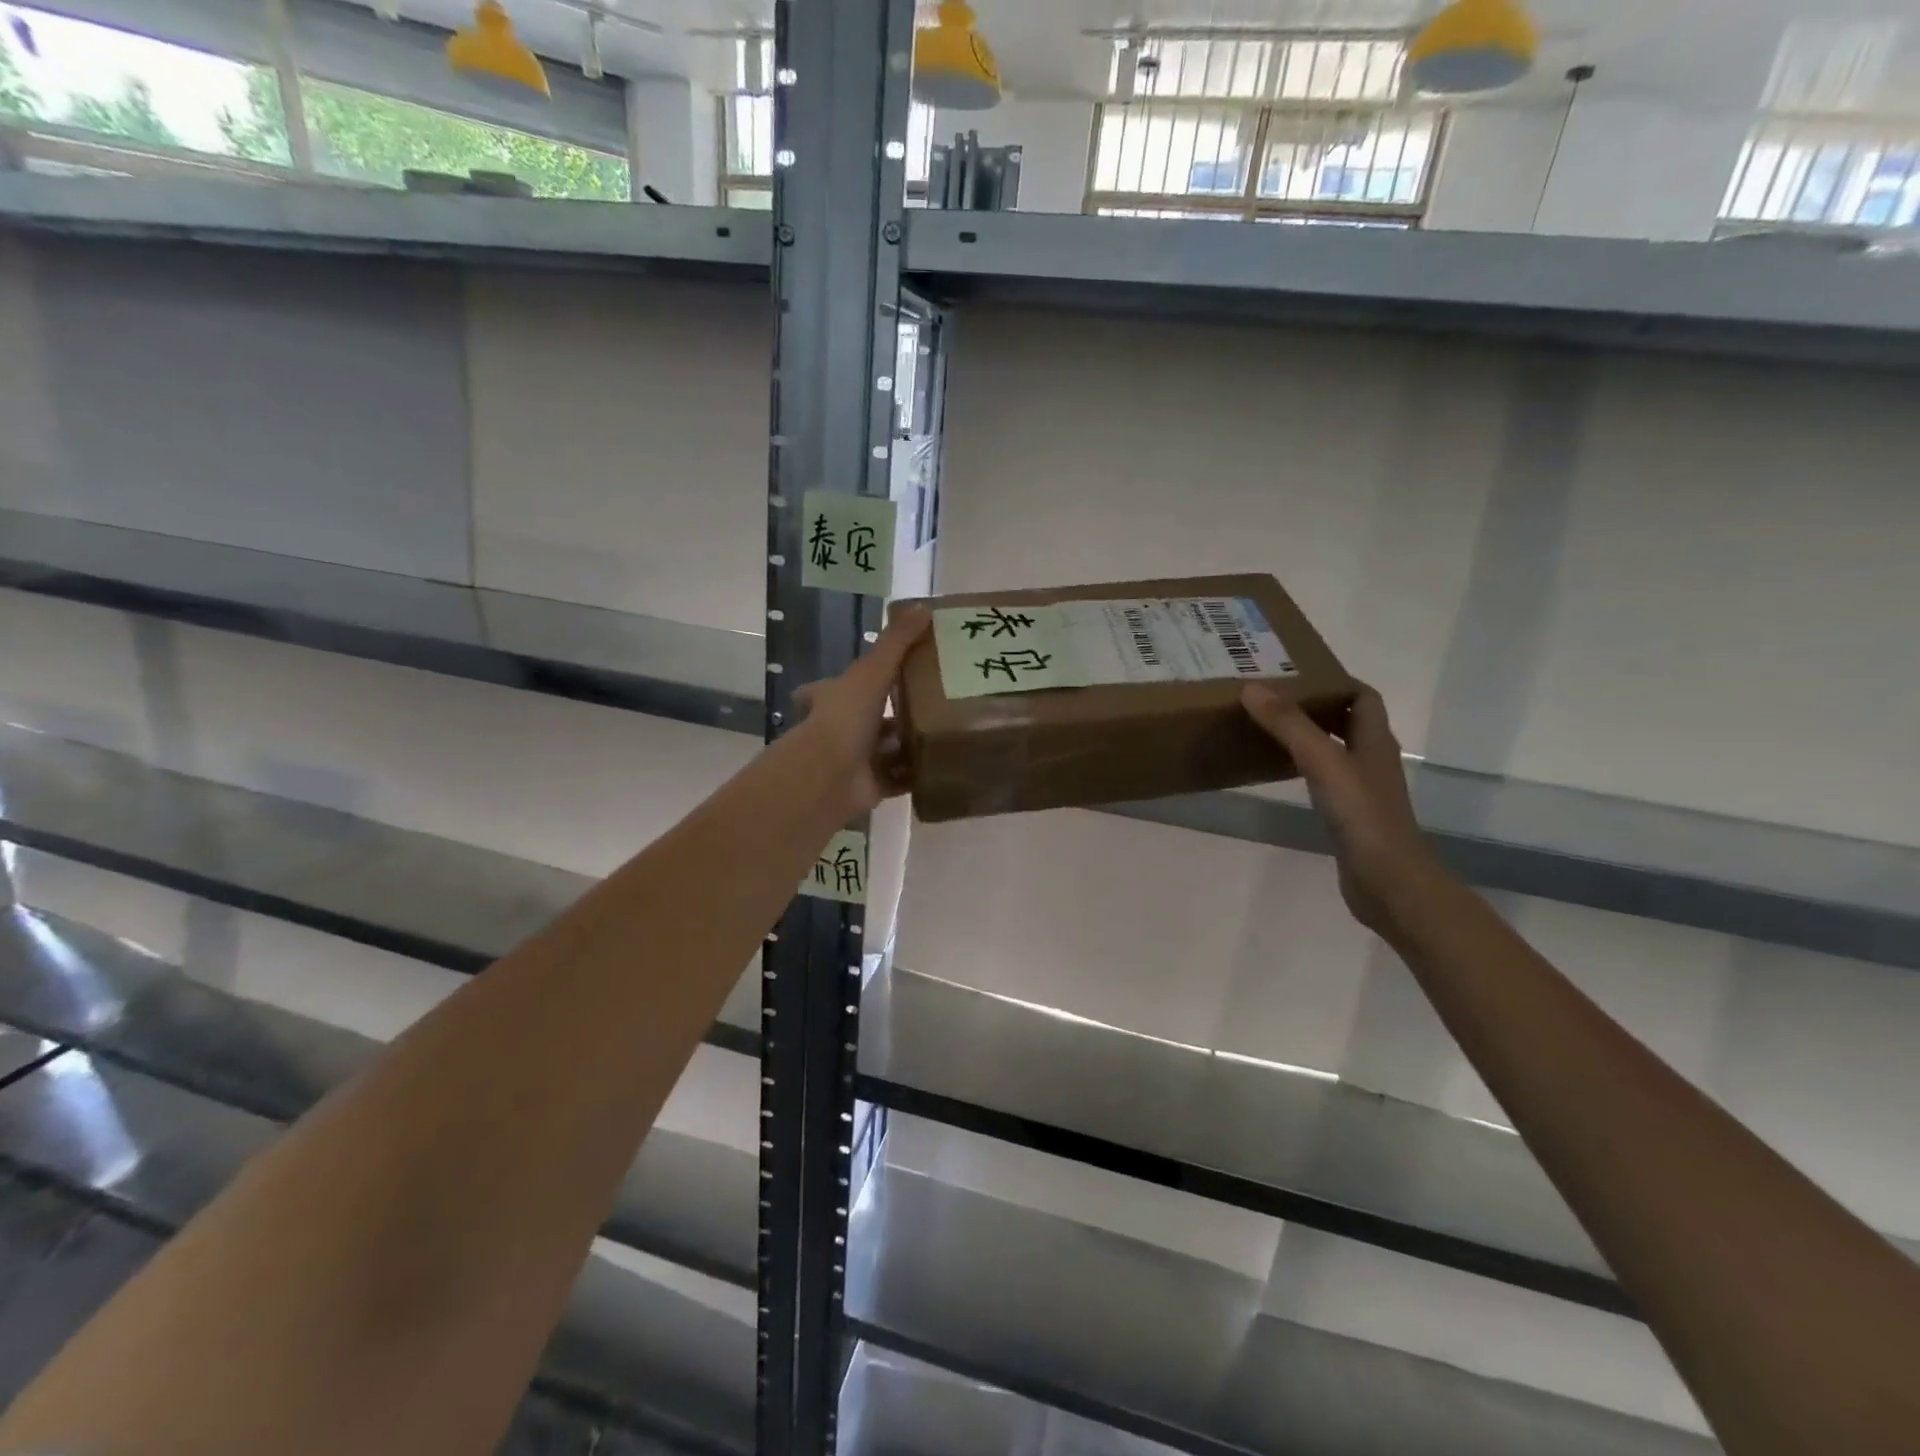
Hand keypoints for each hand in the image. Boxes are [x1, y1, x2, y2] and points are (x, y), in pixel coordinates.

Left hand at [793, 607, 928, 817]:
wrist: (831, 775)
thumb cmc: (845, 717)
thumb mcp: (872, 671)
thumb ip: (897, 642)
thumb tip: (924, 606)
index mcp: (833, 698)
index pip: (840, 684)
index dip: (858, 678)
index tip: (884, 672)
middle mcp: (841, 729)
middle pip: (870, 717)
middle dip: (894, 713)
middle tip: (933, 700)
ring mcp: (857, 759)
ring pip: (888, 748)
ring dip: (911, 742)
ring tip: (949, 728)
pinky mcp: (874, 786)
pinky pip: (902, 777)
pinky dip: (919, 772)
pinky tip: (945, 760)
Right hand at [1241, 684, 1440, 934]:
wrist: (1388, 883)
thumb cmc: (1362, 817)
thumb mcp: (1323, 763)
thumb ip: (1289, 725)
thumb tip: (1252, 687)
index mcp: (1374, 741)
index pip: (1361, 696)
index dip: (1334, 680)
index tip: (1295, 672)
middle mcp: (1371, 759)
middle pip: (1347, 720)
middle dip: (1315, 704)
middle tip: (1271, 696)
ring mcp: (1361, 789)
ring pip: (1334, 749)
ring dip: (1307, 734)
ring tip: (1267, 725)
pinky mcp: (1349, 815)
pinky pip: (1324, 777)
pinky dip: (1303, 766)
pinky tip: (1279, 770)